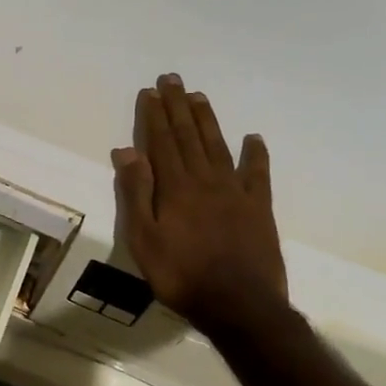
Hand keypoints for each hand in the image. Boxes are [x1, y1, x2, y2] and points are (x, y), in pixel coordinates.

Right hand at [111, 74, 287, 329]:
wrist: (240, 306)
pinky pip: (258, 173)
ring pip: (218, 146)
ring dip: (207, 120)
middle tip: (173, 79)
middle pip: (189, 136)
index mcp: (175, 187)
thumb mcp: (143, 238)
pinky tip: (253, 138)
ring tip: (199, 96)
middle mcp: (205, 180)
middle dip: (178, 106)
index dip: (154, 115)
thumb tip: (127, 150)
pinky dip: (255, 154)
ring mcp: (236, 192)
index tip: (150, 91)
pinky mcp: (259, 208)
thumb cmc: (181, 275)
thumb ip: (136, 193)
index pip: (161, 142)